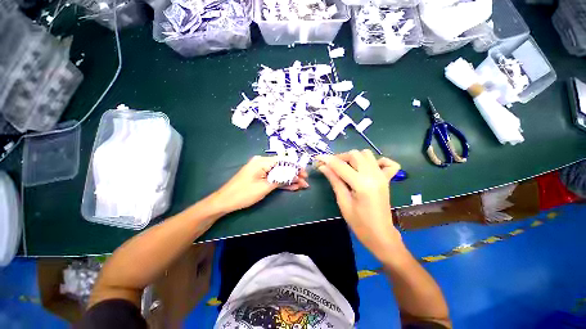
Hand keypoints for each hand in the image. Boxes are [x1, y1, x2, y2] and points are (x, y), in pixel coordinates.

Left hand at [212, 156, 308, 213]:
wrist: (225, 201)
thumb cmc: (243, 193)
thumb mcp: (264, 187)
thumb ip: (280, 180)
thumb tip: (294, 175)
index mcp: (262, 162)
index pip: (283, 161)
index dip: (295, 167)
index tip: (304, 173)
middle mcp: (262, 163)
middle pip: (282, 167)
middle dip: (294, 174)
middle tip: (305, 181)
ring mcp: (261, 170)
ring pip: (279, 173)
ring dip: (290, 179)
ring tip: (302, 185)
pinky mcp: (260, 177)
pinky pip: (273, 178)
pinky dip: (282, 182)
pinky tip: (292, 186)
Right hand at [316, 150, 401, 260]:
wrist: (380, 234)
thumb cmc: (359, 223)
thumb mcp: (343, 201)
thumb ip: (334, 180)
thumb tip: (323, 167)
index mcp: (362, 184)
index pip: (341, 165)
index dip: (327, 159)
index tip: (318, 158)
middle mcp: (374, 175)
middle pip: (354, 154)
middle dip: (340, 157)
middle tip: (331, 166)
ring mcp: (382, 176)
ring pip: (366, 154)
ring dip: (354, 157)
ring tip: (345, 167)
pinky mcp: (387, 179)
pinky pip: (387, 162)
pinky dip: (377, 161)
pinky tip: (367, 168)